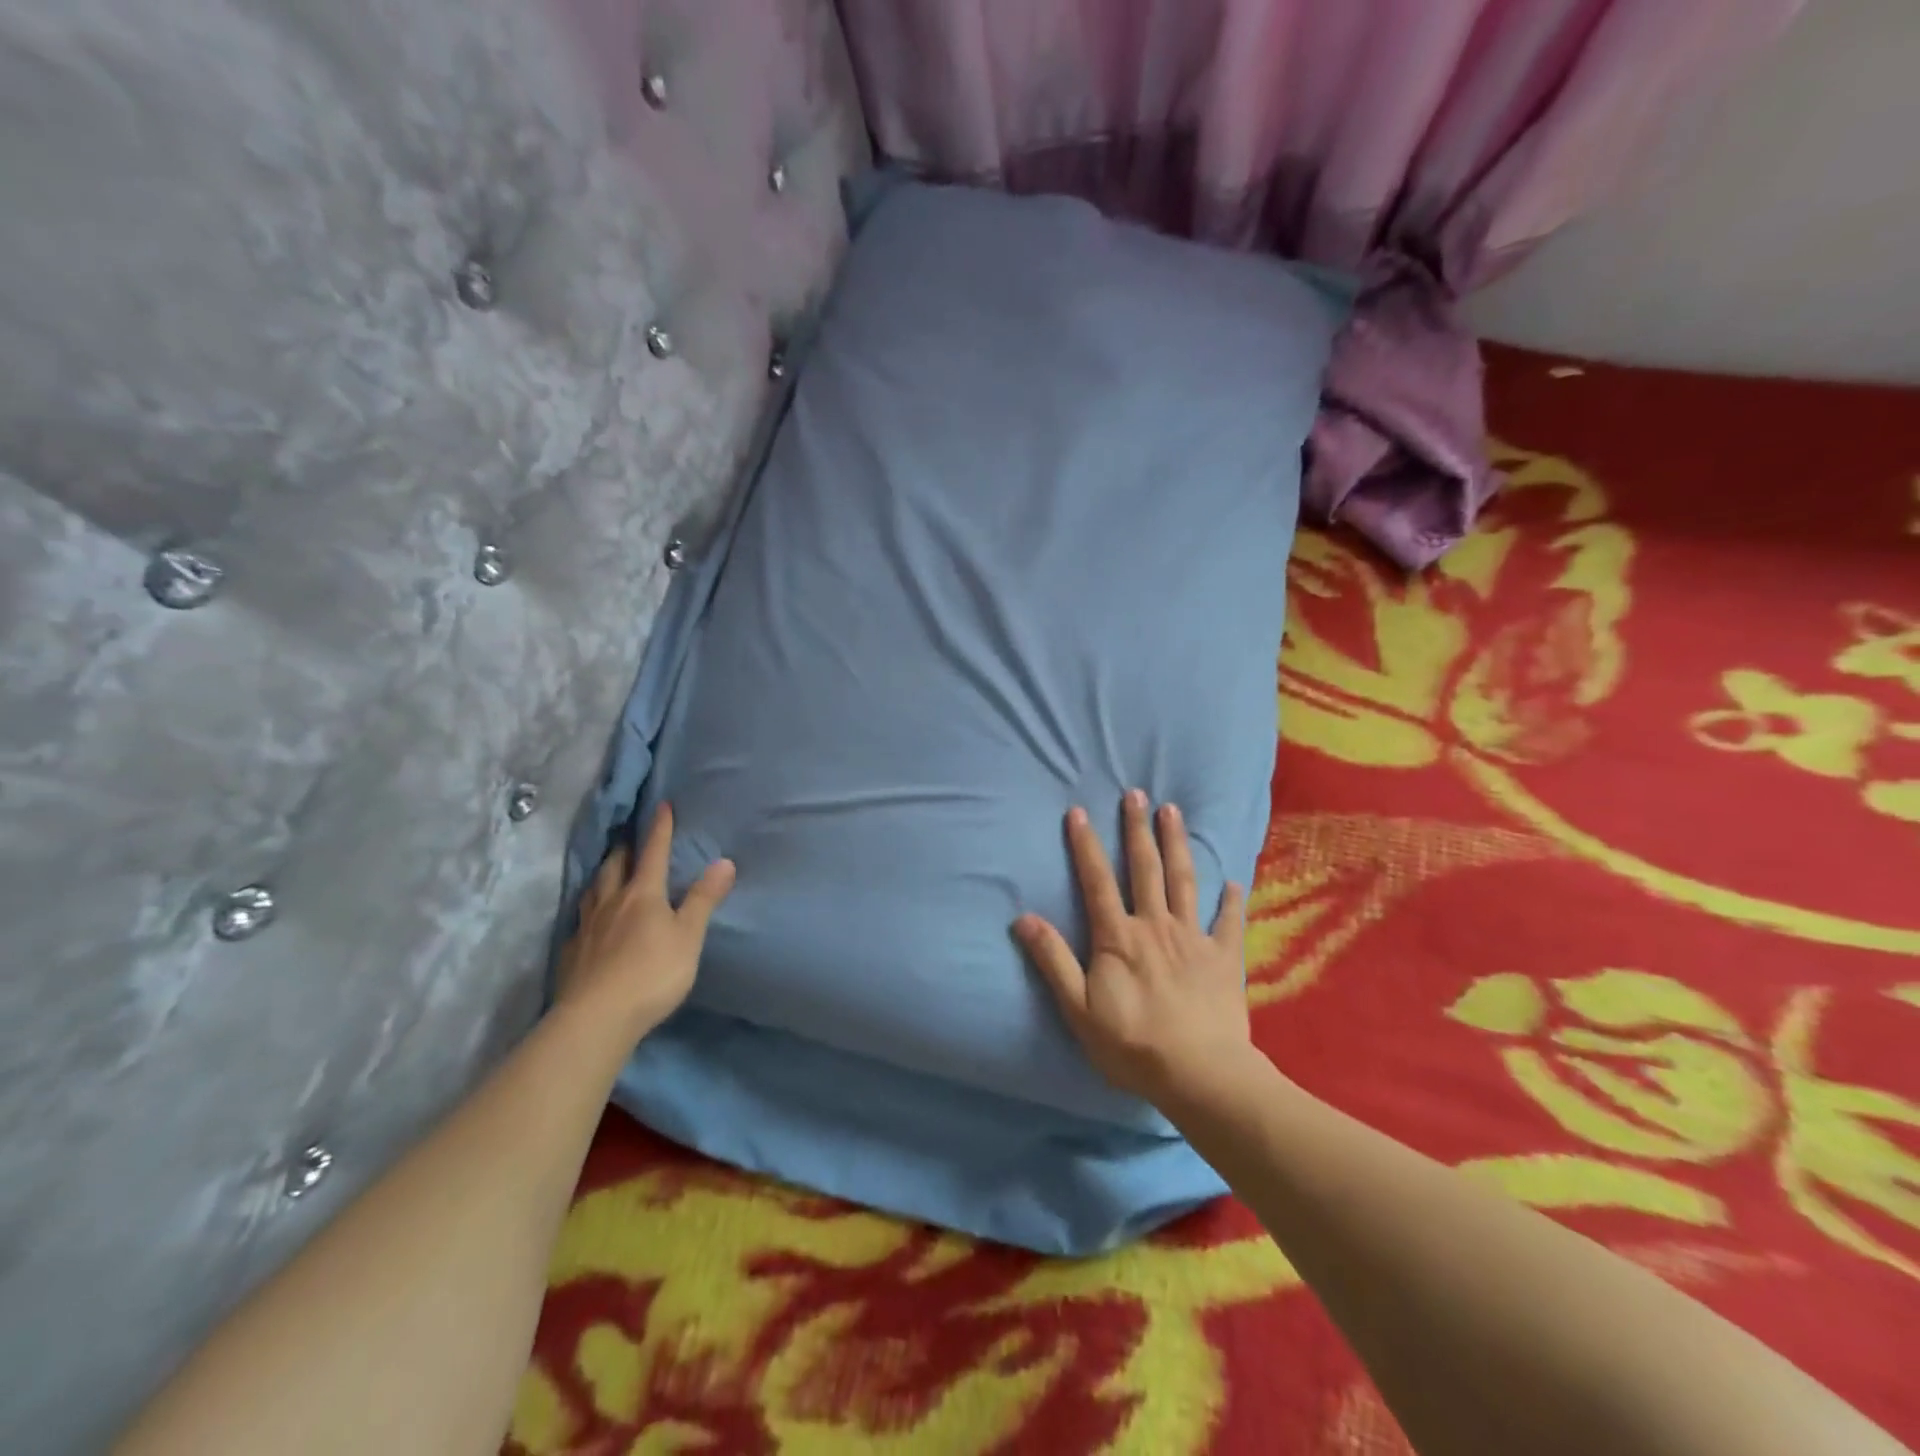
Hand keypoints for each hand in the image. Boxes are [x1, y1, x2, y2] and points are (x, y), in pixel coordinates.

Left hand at [555, 804, 734, 1037]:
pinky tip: (589, 921)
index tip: (661, 805)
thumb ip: (704, 899)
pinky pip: (579, 921)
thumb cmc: (652, 973)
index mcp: (643, 894)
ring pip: (593, 890)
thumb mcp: (688, 936)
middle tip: (628, 838)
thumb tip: (724, 861)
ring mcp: (587, 927)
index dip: (659, 829)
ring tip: (607, 871)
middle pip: (615, 866)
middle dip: (624, 848)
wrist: (596, 1018)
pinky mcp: (572, 953)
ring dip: (602, 875)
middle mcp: (611, 902)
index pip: (653, 853)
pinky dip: (587, 911)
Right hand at [1014, 790, 1249, 1105]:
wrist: (1200, 1075)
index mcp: (1119, 937)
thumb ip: (1054, 960)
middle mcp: (1155, 926)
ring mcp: (1193, 939)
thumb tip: (1023, 918)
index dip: (1086, 845)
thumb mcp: (1078, 1008)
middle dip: (1137, 829)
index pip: (1097, 881)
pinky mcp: (1223, 958)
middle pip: (1145, 868)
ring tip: (1173, 811)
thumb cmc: (1132, 1045)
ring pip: (1184, 881)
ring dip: (1177, 844)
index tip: (1079, 811)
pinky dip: (1230, 900)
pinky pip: (1228, 922)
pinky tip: (1233, 881)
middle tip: (1136, 793)